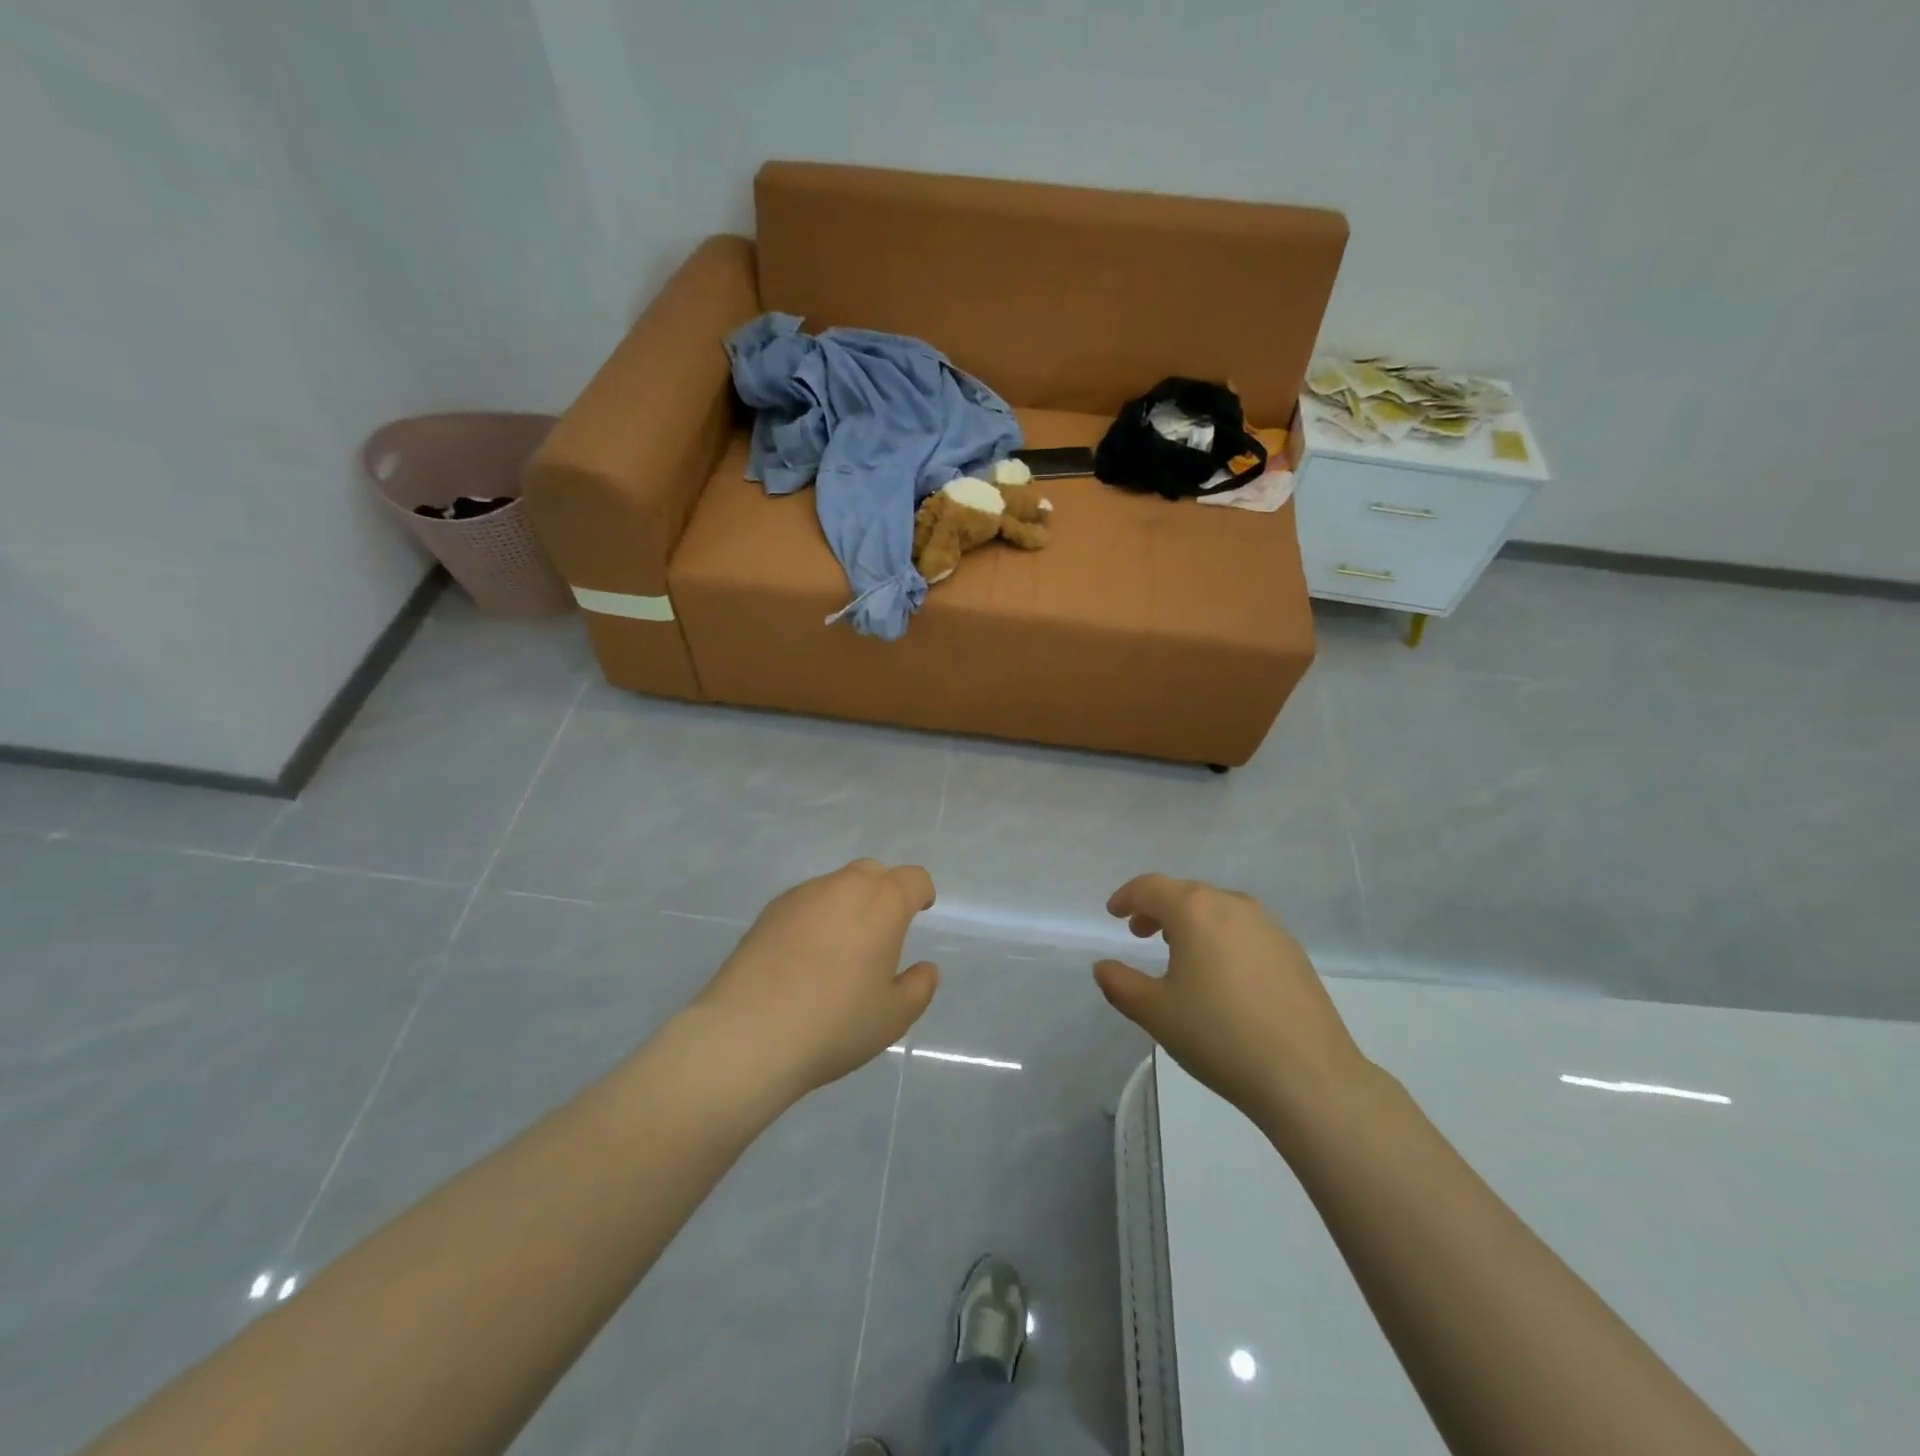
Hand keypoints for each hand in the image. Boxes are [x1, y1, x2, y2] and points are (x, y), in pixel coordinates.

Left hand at [694, 860, 939, 1100]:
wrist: (748, 1035)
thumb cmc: (834, 1024)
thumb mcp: (893, 1017)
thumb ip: (918, 987)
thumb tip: (926, 968)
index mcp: (882, 903)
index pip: (913, 879)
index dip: (921, 893)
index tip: (920, 912)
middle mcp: (843, 886)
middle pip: (873, 872)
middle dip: (884, 891)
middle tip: (882, 930)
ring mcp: (801, 895)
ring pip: (836, 885)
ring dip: (847, 903)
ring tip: (840, 947)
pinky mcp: (769, 911)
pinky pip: (805, 903)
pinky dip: (815, 917)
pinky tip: (805, 955)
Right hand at [1093, 875, 1375, 1129]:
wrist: (1308, 1076)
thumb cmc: (1219, 1036)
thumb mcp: (1155, 1013)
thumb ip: (1120, 984)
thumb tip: (1103, 967)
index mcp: (1195, 910)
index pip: (1151, 887)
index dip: (1127, 897)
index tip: (1114, 914)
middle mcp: (1233, 905)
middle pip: (1186, 893)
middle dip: (1158, 909)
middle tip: (1141, 935)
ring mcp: (1269, 927)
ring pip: (1218, 909)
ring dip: (1192, 922)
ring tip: (1179, 953)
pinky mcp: (1293, 952)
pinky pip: (1245, 930)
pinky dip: (1222, 937)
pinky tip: (1222, 975)